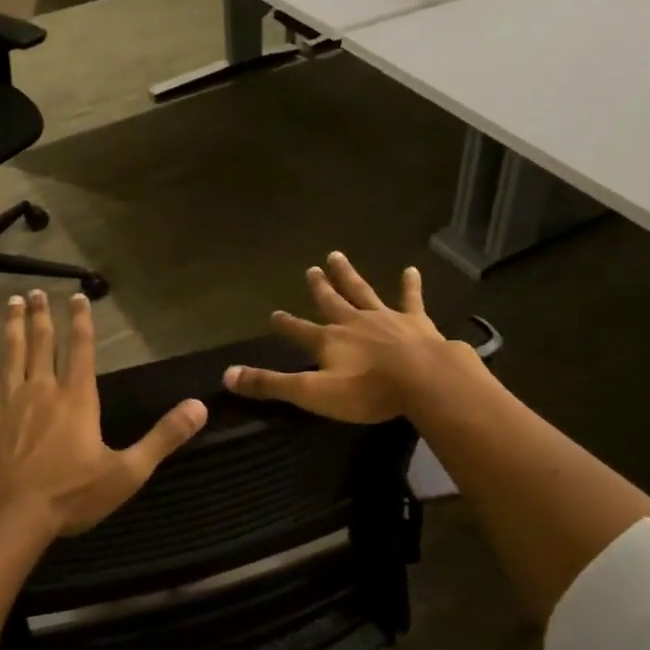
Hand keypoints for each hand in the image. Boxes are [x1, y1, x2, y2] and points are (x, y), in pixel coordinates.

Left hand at [0, 290, 207, 536]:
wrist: (9, 517)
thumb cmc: (71, 495)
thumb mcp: (128, 471)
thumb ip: (163, 438)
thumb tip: (200, 407)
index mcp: (77, 398)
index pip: (81, 349)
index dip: (81, 321)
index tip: (78, 296)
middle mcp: (42, 390)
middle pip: (41, 343)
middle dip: (40, 315)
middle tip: (35, 291)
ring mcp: (8, 403)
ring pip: (10, 355)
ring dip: (11, 328)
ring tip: (11, 304)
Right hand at [222, 252, 459, 422]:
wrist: (423, 379)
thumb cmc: (367, 391)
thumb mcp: (312, 393)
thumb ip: (271, 384)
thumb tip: (227, 375)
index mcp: (328, 341)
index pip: (298, 331)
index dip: (285, 325)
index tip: (273, 314)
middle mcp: (353, 322)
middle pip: (331, 301)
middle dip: (319, 287)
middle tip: (311, 269)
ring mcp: (385, 318)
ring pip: (362, 291)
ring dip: (349, 275)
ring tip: (337, 256)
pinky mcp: (415, 321)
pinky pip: (410, 299)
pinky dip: (410, 285)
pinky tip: (411, 269)